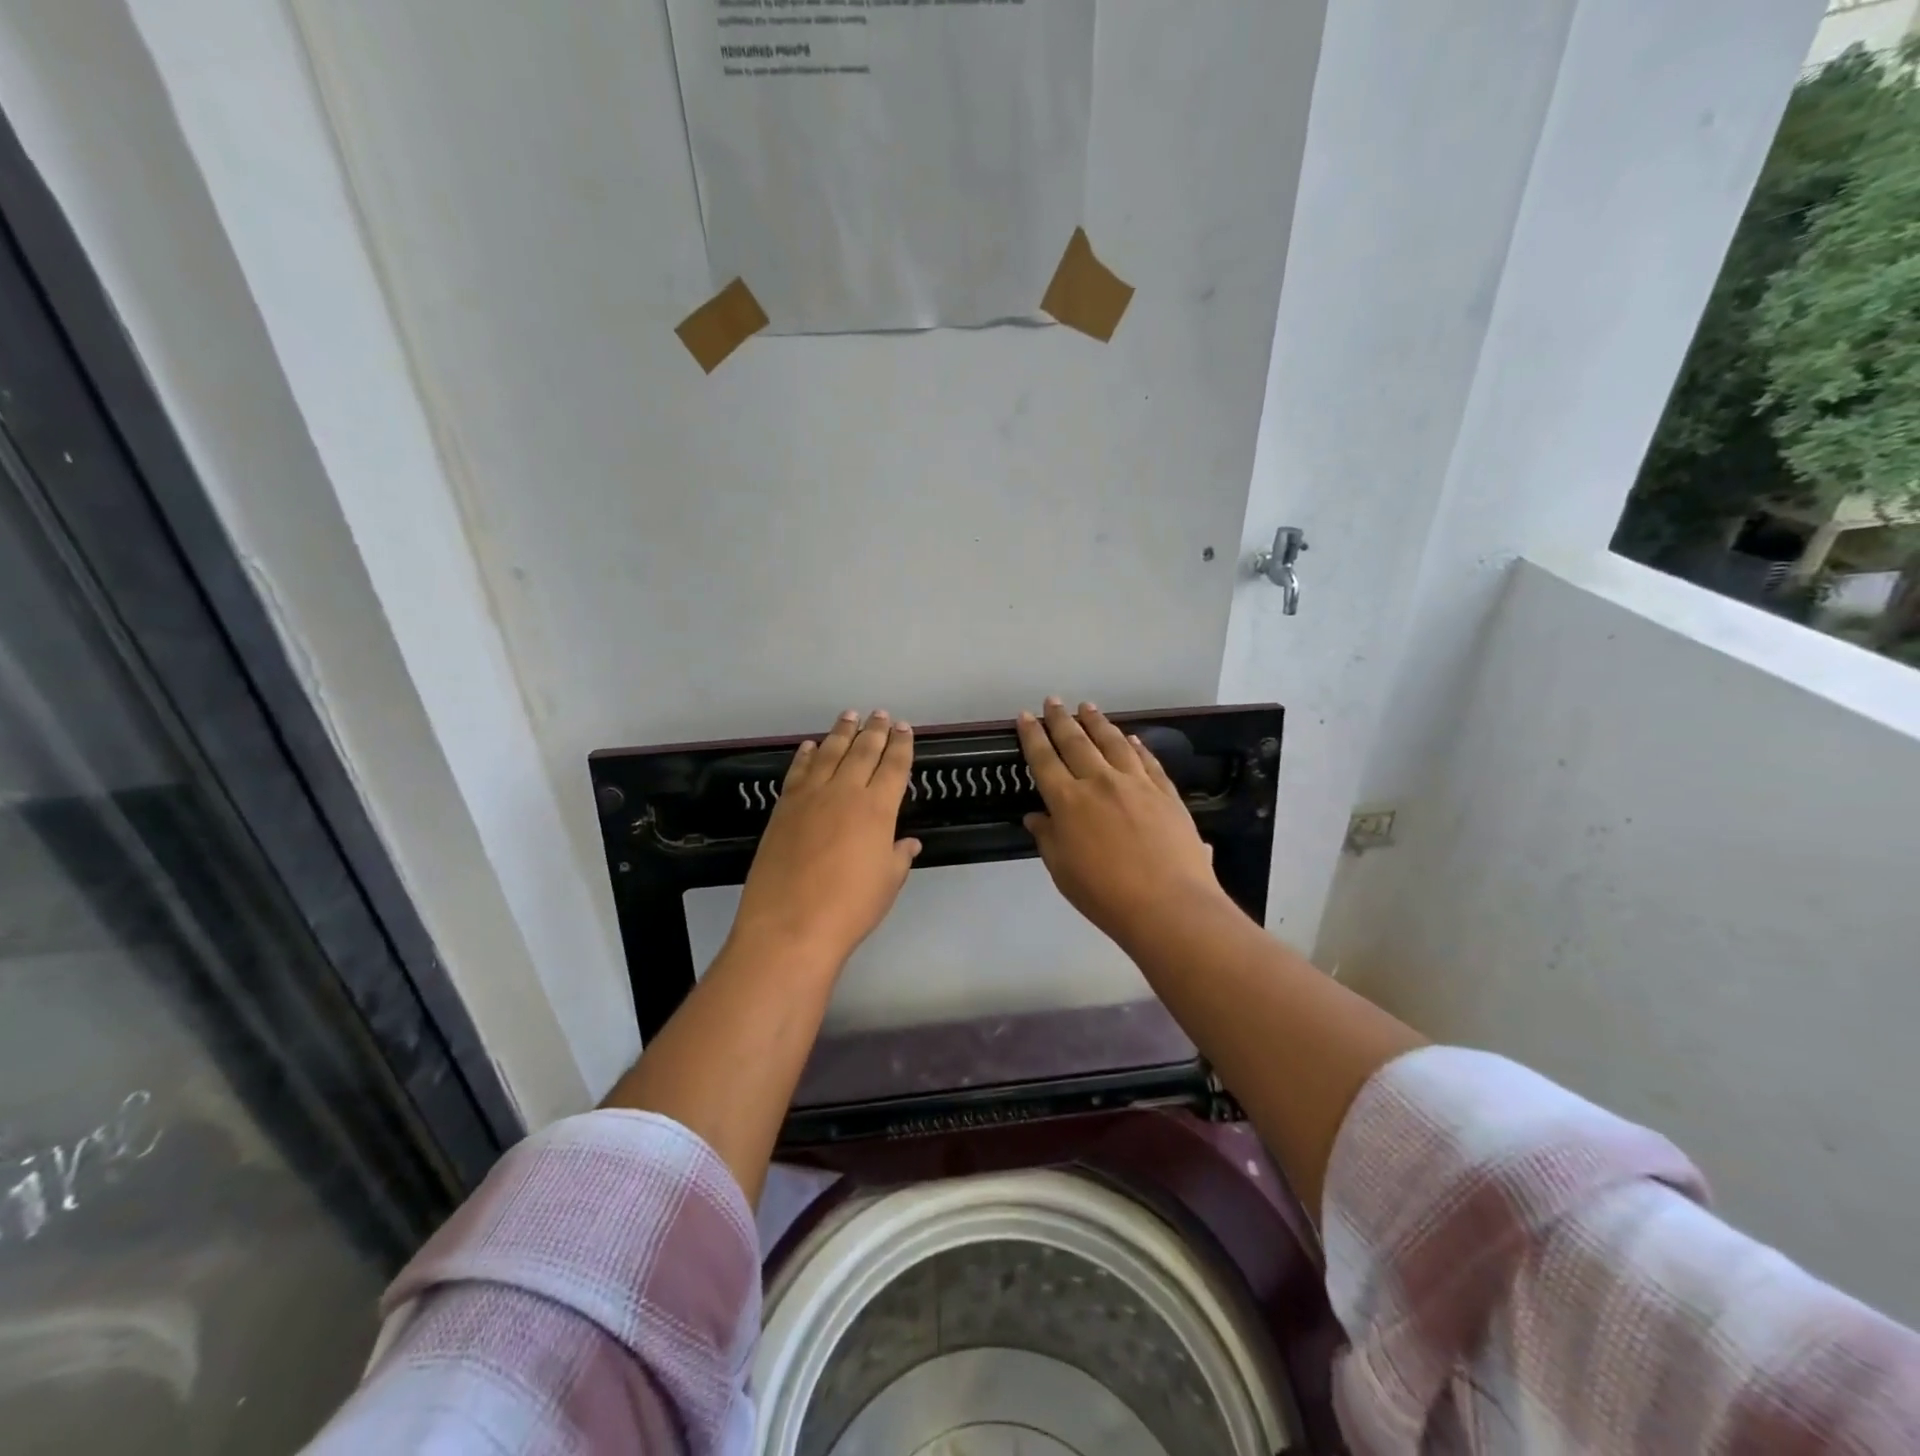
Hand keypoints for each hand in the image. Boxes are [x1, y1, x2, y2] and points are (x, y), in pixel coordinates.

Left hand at [730, 709, 920, 969]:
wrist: (790, 924)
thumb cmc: (850, 908)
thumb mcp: (886, 884)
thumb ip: (898, 857)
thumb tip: (908, 842)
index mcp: (878, 809)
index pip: (895, 766)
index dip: (902, 745)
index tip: (905, 729)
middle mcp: (845, 792)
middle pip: (863, 751)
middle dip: (875, 730)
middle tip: (880, 714)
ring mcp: (810, 796)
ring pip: (830, 753)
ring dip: (841, 732)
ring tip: (849, 715)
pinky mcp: (784, 807)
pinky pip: (798, 771)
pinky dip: (806, 755)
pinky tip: (811, 746)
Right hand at [1018, 698, 1227, 948]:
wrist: (1168, 905)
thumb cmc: (1105, 895)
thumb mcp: (1063, 871)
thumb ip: (1048, 838)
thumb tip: (1036, 817)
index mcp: (1068, 801)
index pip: (1044, 759)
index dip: (1033, 736)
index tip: (1026, 716)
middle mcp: (1099, 782)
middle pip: (1076, 742)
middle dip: (1061, 719)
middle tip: (1053, 701)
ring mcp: (1136, 783)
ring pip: (1112, 742)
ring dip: (1097, 722)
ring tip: (1087, 707)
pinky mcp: (1165, 791)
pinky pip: (1146, 760)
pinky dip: (1135, 745)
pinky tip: (1130, 738)